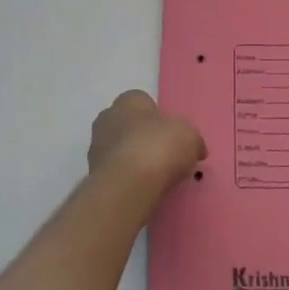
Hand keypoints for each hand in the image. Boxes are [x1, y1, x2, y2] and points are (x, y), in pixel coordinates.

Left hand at [87, 90, 205, 192]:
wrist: (127, 185)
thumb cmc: (159, 147)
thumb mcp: (190, 137)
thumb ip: (192, 139)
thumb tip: (195, 149)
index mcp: (128, 100)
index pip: (143, 101)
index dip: (158, 118)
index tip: (172, 135)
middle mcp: (107, 117)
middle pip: (128, 125)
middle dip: (143, 137)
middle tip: (164, 156)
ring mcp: (96, 146)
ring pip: (119, 149)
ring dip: (133, 159)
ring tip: (155, 177)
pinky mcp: (93, 173)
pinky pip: (115, 171)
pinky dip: (126, 178)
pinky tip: (142, 189)